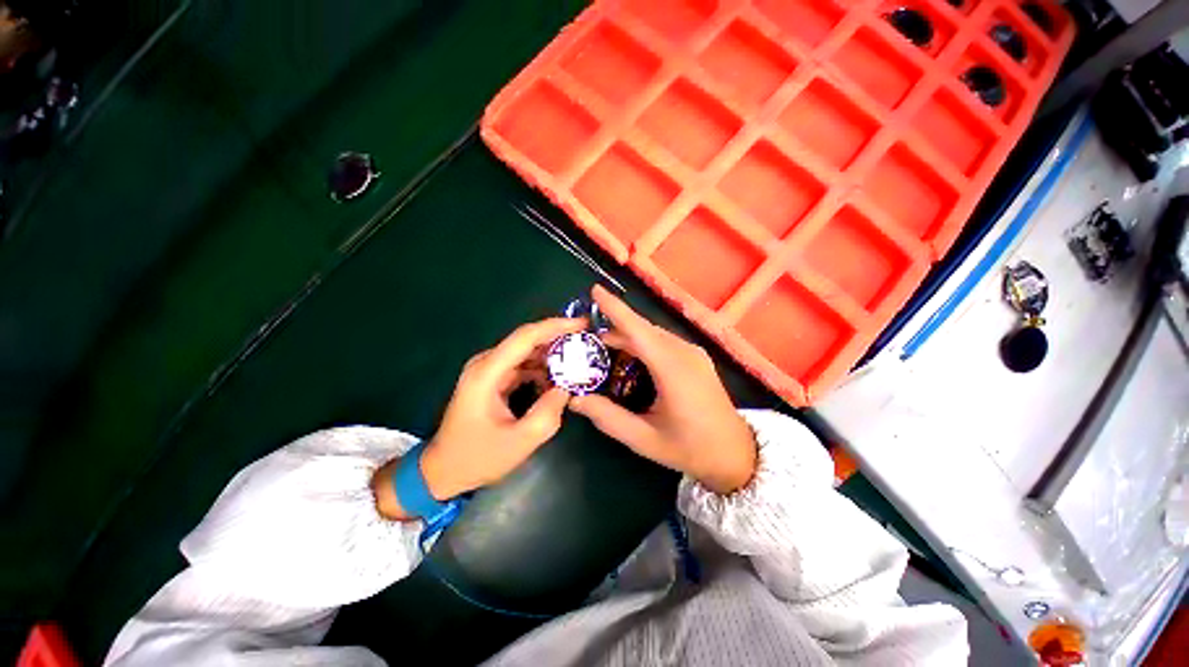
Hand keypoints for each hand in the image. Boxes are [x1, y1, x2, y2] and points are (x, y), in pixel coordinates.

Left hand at [374, 317, 585, 519]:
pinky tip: (557, 380)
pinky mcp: (492, 379)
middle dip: (558, 340)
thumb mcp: (520, 441)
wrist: (442, 471)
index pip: (525, 337)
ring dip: (551, 357)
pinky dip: (541, 370)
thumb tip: (566, 388)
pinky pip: (521, 366)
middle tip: (586, 344)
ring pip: (526, 353)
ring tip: (578, 362)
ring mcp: (487, 371)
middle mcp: (485, 364)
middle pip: (526, 341)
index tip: (582, 324)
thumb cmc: (477, 457)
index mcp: (487, 373)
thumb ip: (549, 413)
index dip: (555, 326)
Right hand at [570, 286, 756, 493]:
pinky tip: (630, 356)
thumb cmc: (690, 448)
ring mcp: (693, 353)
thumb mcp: (645, 439)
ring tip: (603, 347)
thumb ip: (608, 418)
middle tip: (586, 337)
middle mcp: (685, 353)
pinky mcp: (696, 357)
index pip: (638, 331)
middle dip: (614, 327)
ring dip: (628, 336)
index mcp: (673, 370)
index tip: (595, 290)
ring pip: (653, 334)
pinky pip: (663, 341)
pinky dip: (642, 343)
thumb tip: (575, 400)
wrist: (735, 453)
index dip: (615, 309)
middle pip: (643, 330)